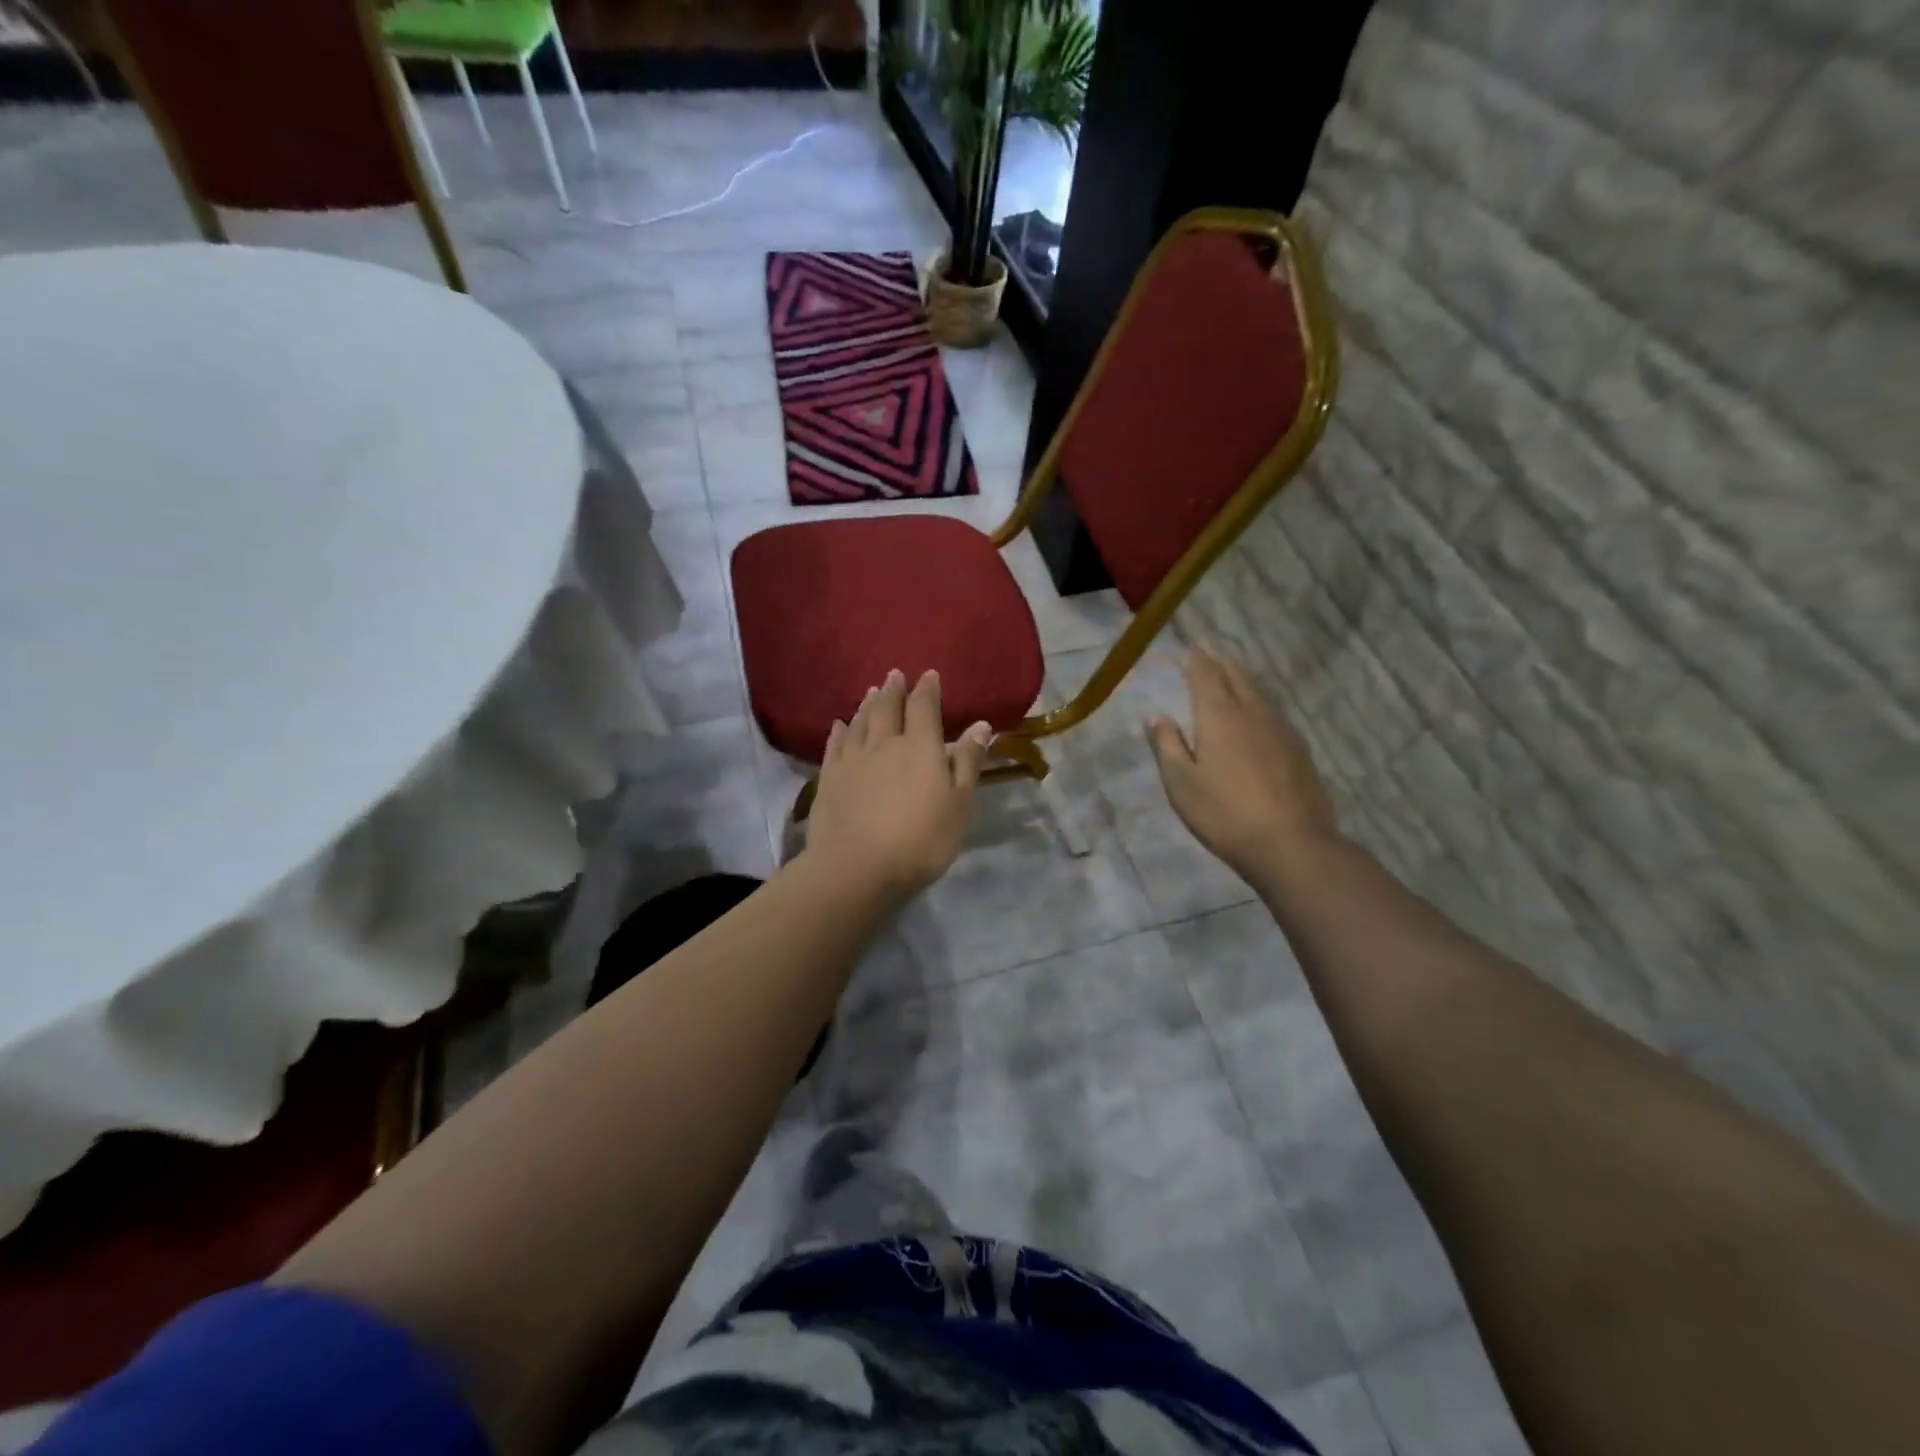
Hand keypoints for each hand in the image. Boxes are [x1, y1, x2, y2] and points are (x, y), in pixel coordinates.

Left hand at [807, 668, 992, 900]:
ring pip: (860, 722)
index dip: (928, 689)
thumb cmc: (920, 840)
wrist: (856, 868)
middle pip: (887, 707)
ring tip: (871, 691)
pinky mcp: (829, 778)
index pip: (924, 707)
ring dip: (867, 704)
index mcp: (920, 747)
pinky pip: (835, 744)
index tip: (929, 674)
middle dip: (893, 689)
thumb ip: (968, 763)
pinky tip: (839, 725)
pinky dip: (839, 730)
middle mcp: (884, 743)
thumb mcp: (959, 805)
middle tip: (895, 674)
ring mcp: (852, 759)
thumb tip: (981, 725)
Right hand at [1147, 647, 1340, 882]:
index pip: (1205, 675)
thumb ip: (1168, 746)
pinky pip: (1273, 711)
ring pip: (1258, 691)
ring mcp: (1280, 729)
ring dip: (1241, 677)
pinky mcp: (1299, 749)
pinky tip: (1257, 713)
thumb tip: (1157, 716)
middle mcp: (1252, 712)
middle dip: (1219, 661)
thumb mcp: (1181, 784)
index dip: (1195, 660)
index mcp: (1219, 716)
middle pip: (1236, 675)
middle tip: (1208, 650)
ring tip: (1230, 672)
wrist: (1292, 844)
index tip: (1188, 648)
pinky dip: (1258, 700)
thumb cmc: (1225, 814)